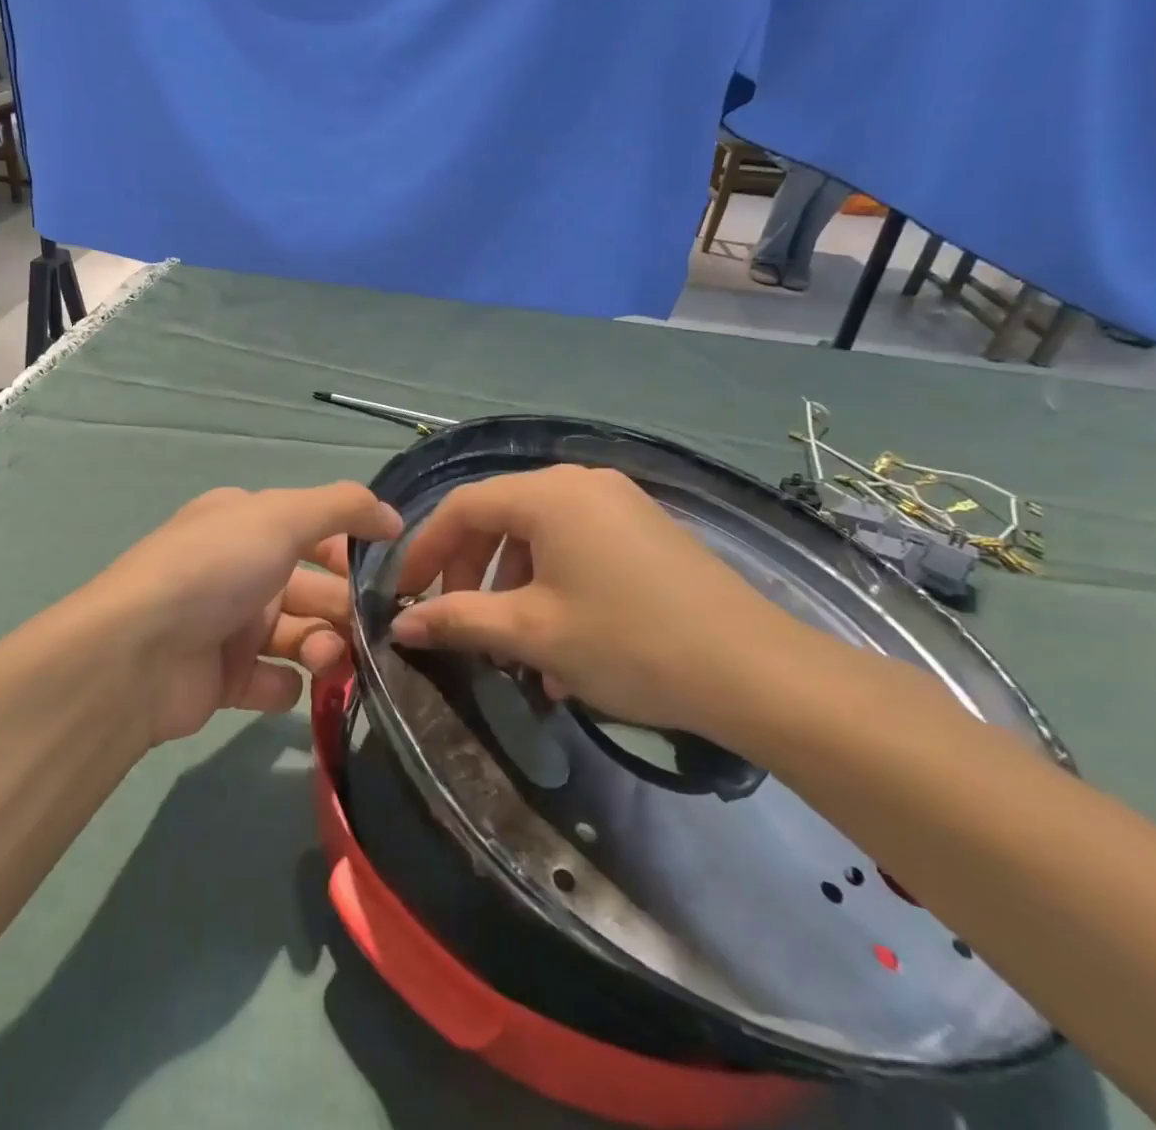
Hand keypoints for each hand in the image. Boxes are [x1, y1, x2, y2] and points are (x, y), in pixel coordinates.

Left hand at [86, 482, 402, 745]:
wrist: (138, 655)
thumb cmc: (215, 570)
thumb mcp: (281, 517)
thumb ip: (343, 508)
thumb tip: (394, 518)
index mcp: (245, 525)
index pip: (313, 531)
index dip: (352, 549)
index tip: (392, 571)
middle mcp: (238, 570)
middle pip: (313, 588)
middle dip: (345, 607)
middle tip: (369, 630)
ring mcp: (229, 626)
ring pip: (300, 635)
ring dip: (323, 647)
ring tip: (324, 659)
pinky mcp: (225, 679)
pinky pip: (274, 681)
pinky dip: (286, 684)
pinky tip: (285, 682)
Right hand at [391, 464, 808, 739]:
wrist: (755, 673)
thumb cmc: (628, 643)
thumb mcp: (531, 633)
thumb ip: (458, 620)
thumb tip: (400, 625)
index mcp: (549, 493)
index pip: (462, 507)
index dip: (425, 550)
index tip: (404, 595)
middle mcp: (581, 482)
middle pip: (500, 518)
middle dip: (469, 572)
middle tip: (458, 623)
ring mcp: (619, 503)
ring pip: (538, 537)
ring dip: (511, 587)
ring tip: (511, 647)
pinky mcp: (645, 530)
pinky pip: (576, 548)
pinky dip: (552, 586)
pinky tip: (559, 644)